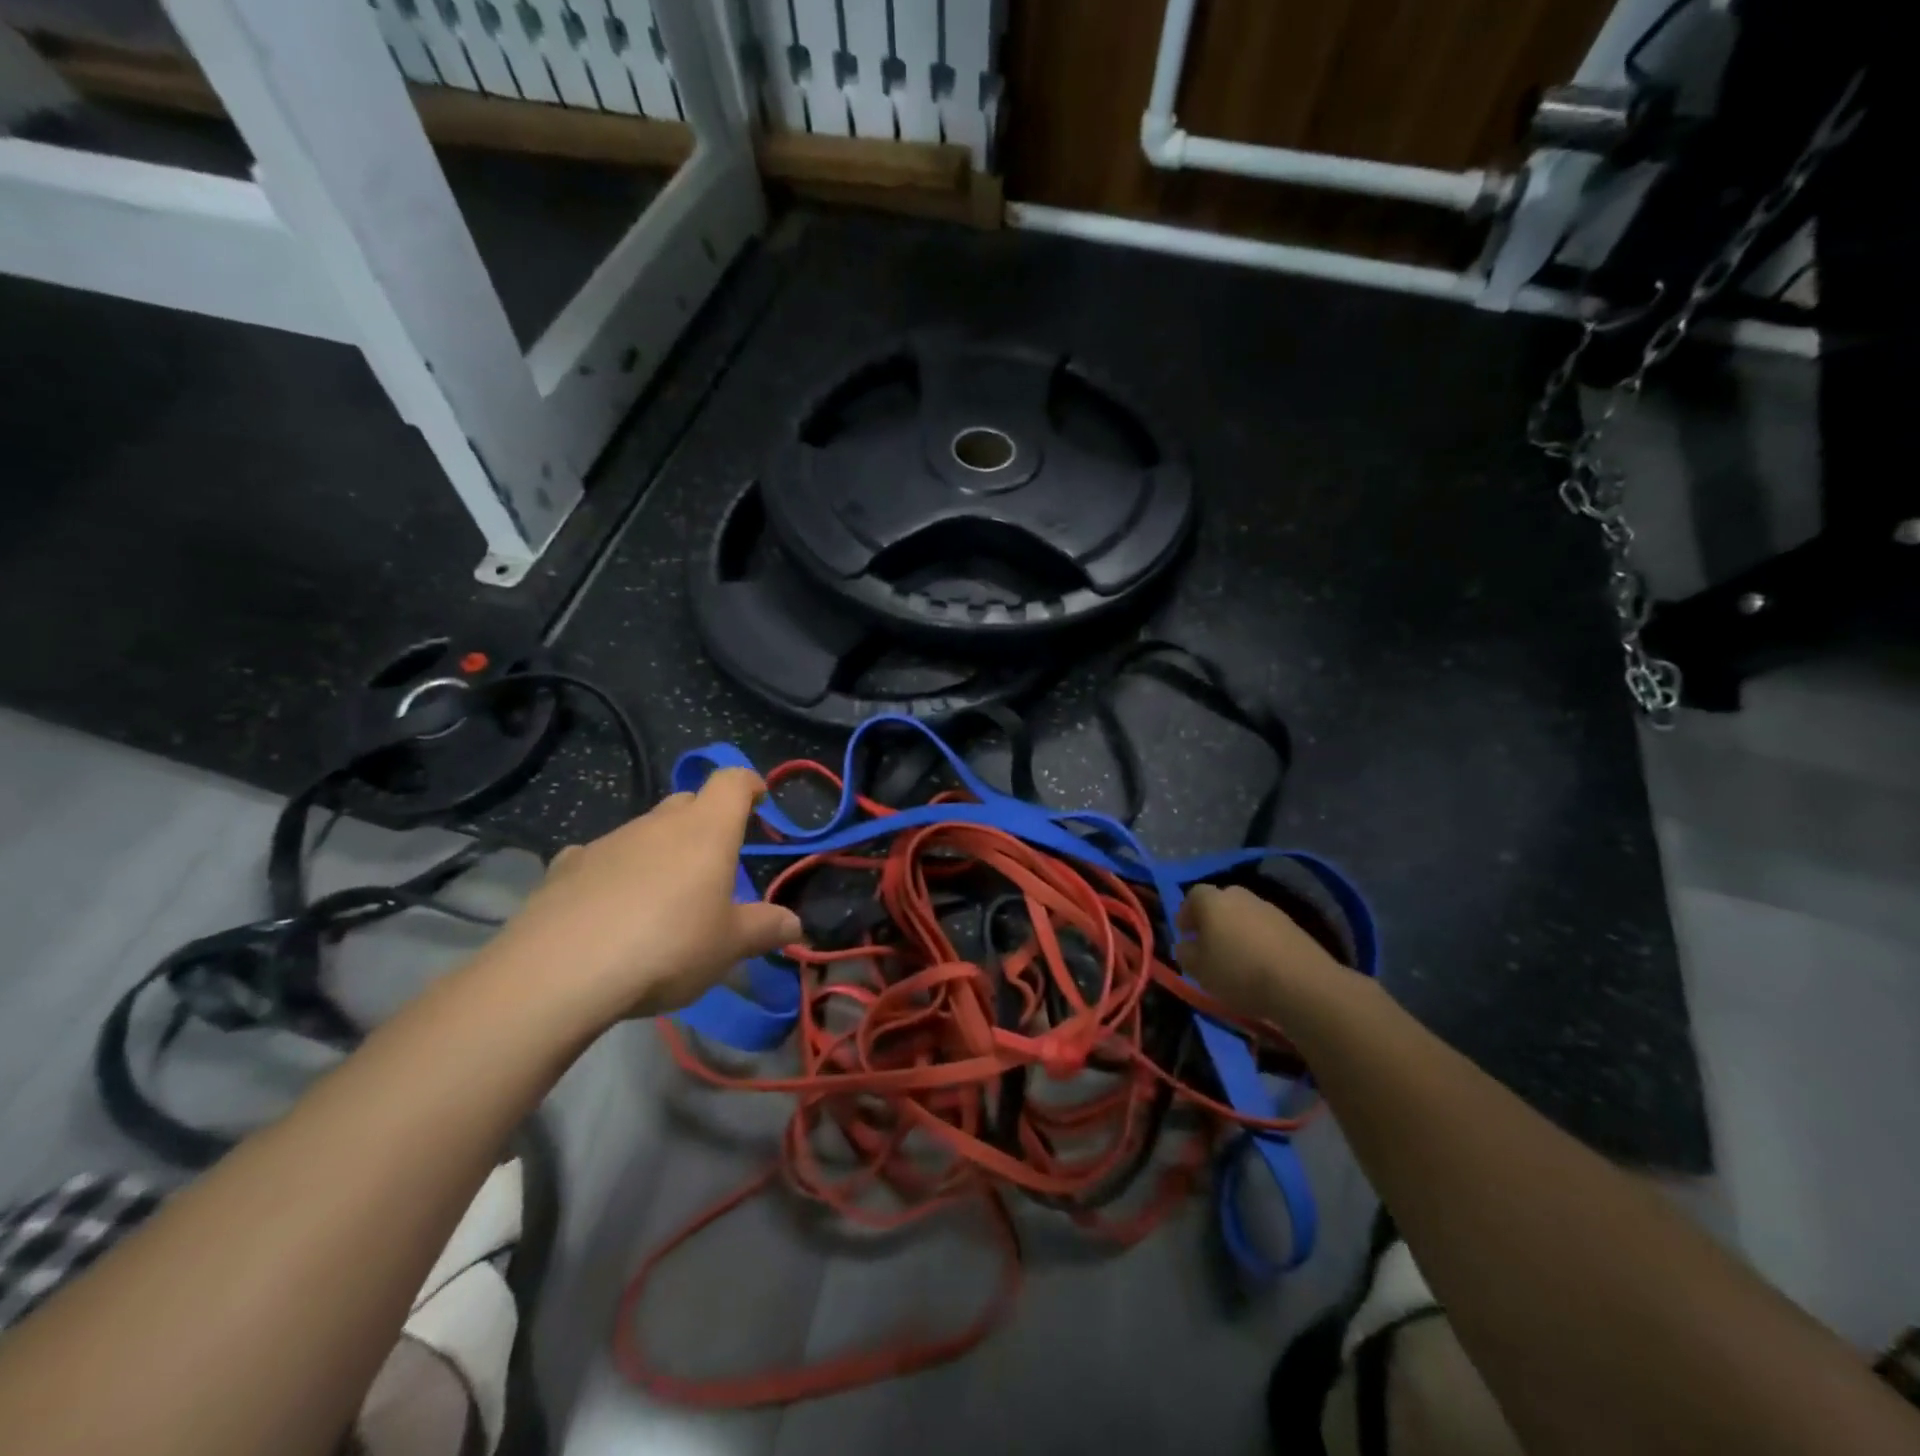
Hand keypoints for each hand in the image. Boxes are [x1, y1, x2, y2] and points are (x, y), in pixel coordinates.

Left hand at [481, 768, 801, 1031]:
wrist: (561, 972)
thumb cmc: (668, 946)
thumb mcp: (729, 946)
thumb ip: (765, 929)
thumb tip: (796, 924)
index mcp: (706, 830)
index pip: (732, 781)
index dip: (749, 784)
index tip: (759, 799)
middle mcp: (658, 824)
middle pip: (688, 801)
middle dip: (706, 819)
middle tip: (716, 858)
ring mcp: (608, 841)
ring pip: (645, 830)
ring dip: (660, 849)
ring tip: (662, 895)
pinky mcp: (566, 867)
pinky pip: (600, 856)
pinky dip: (614, 870)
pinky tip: (608, 904)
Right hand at [1175, 884, 1345, 1021]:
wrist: (1302, 984)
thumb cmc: (1238, 973)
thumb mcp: (1199, 970)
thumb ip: (1185, 953)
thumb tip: (1186, 945)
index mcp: (1212, 901)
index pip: (1192, 896)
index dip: (1186, 914)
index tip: (1185, 935)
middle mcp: (1240, 896)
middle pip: (1221, 902)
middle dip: (1213, 920)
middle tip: (1209, 945)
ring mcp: (1270, 908)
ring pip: (1245, 915)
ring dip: (1237, 930)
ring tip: (1237, 958)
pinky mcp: (1293, 926)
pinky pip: (1266, 929)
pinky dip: (1259, 941)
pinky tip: (1261, 964)